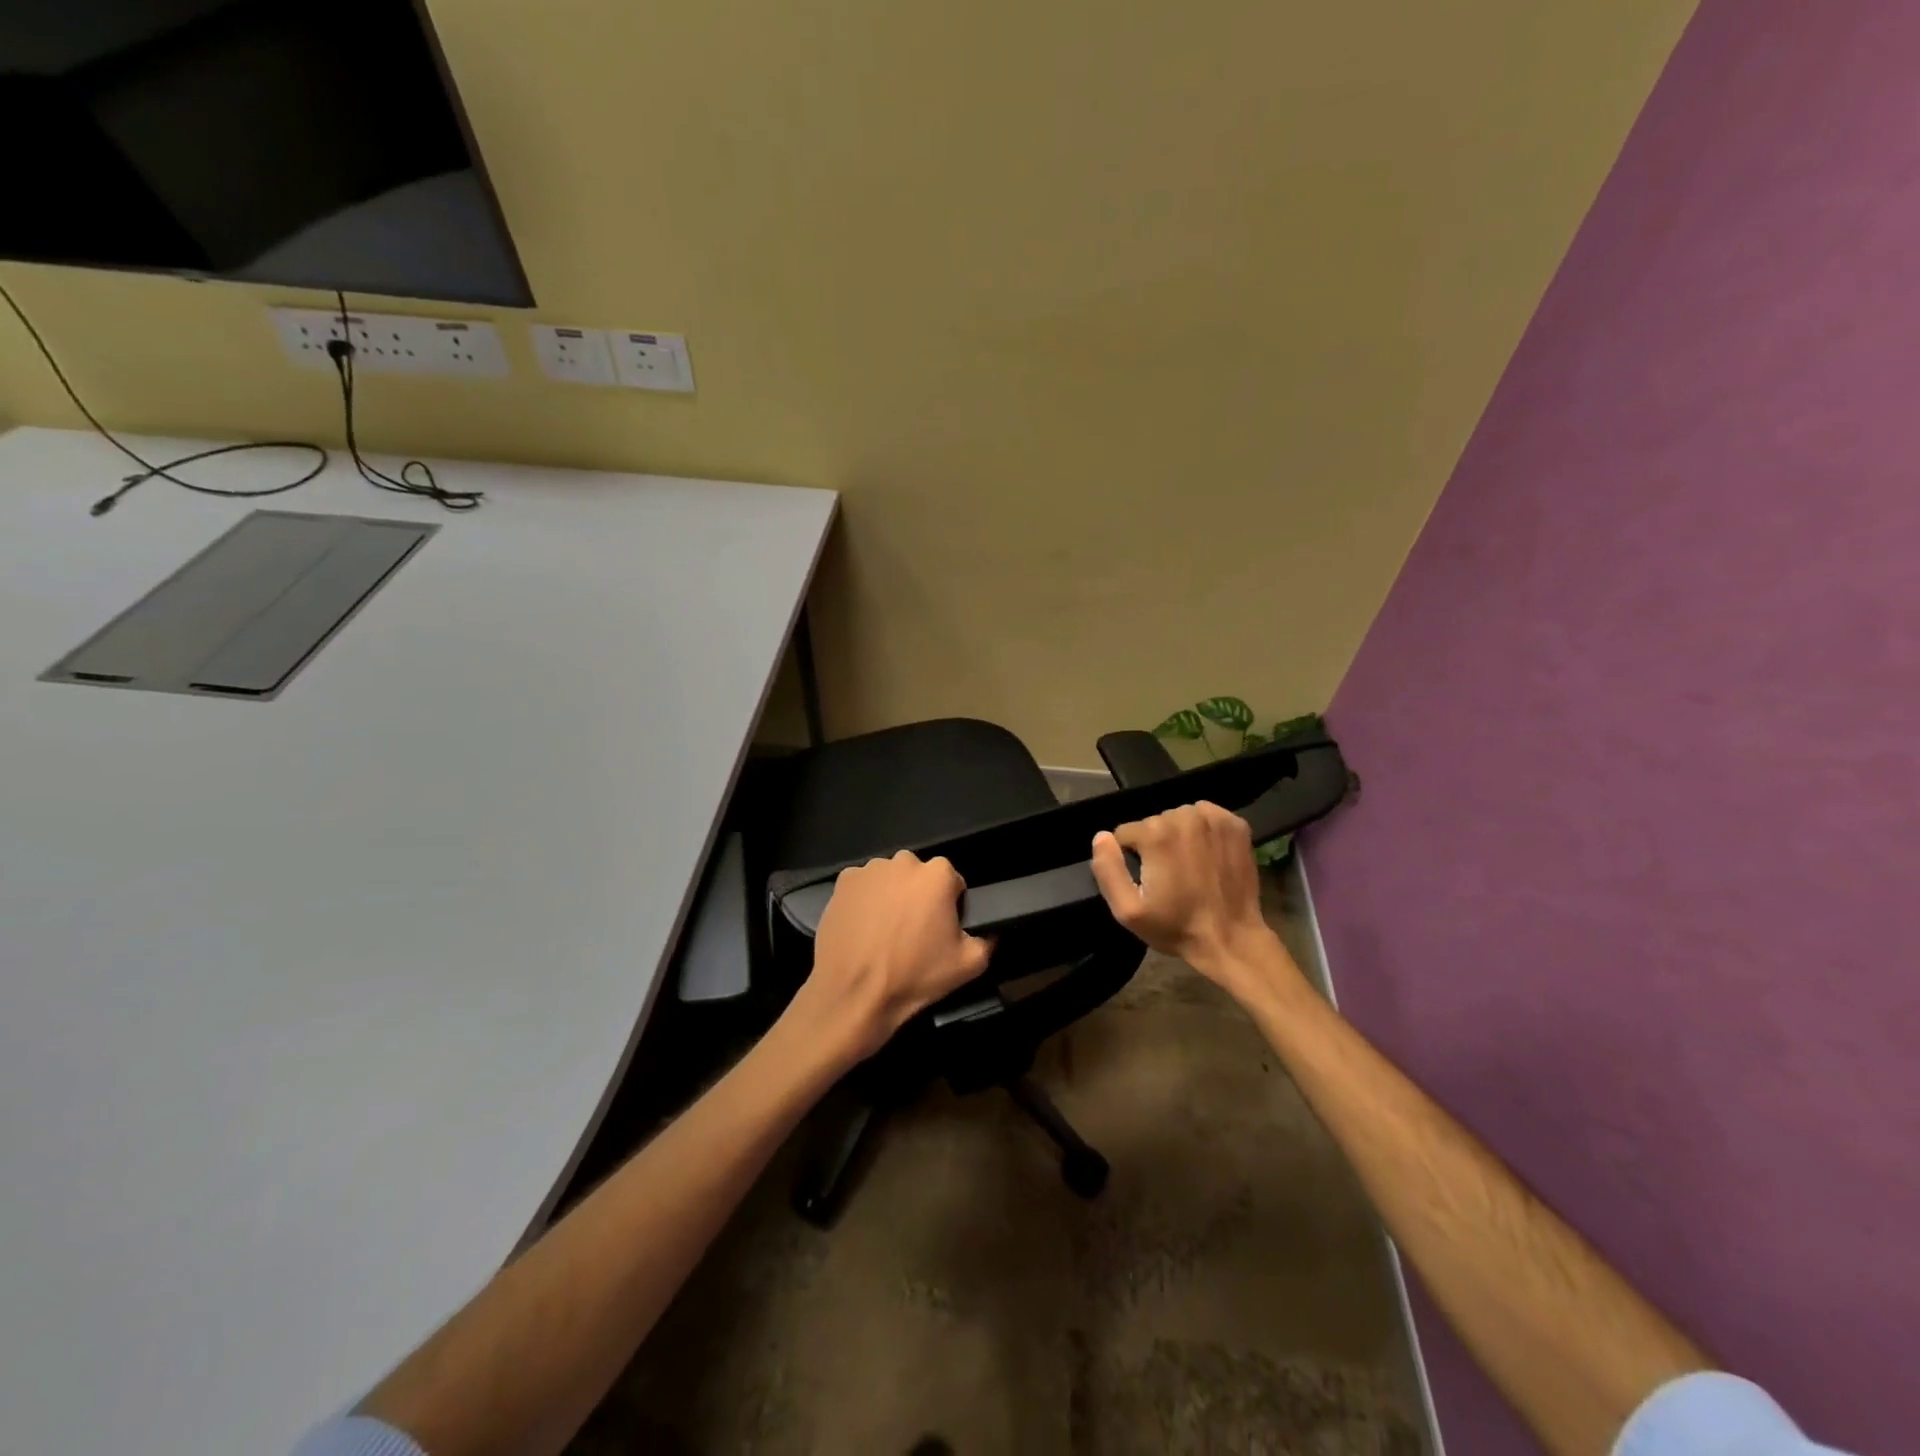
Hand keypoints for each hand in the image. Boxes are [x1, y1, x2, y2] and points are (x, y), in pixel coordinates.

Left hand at [800, 851, 992, 1060]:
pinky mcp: (843, 882)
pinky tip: (863, 929)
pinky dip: (865, 901)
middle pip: (919, 877)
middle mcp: (904, 862)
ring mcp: (869, 870)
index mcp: (938, 874)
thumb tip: (990, 931)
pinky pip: (862, 887)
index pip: (953, 882)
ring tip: (885, 933)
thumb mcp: (969, 965)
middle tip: (913, 933)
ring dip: (892, 897)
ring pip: (890, 880)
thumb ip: (988, 940)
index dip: (950, 907)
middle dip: (919, 898)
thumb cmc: (915, 976)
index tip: (941, 931)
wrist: (854, 994)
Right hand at [1089, 802, 1293, 994]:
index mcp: (1155, 835)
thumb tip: (1101, 837)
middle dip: (1155, 845)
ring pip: (1180, 818)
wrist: (1231, 938)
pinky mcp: (1236, 825)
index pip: (1126, 833)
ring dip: (1179, 836)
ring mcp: (1214, 819)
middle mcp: (1184, 817)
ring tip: (1188, 866)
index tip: (1146, 880)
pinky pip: (1207, 816)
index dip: (1131, 858)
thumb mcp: (1129, 910)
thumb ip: (1108, 869)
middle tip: (1168, 876)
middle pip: (1154, 823)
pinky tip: (1208, 855)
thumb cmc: (1176, 927)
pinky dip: (1204, 831)